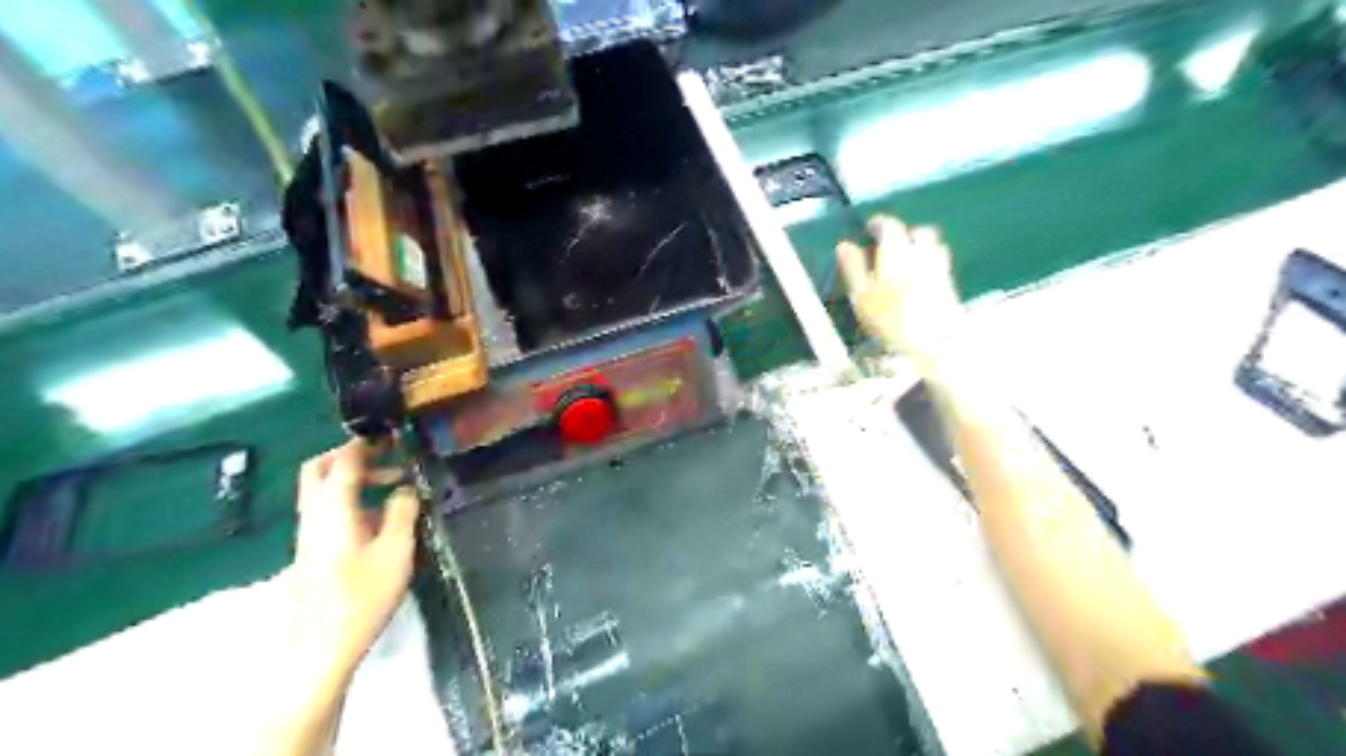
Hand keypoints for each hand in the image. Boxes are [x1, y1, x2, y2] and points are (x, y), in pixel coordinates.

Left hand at [287, 438, 418, 685]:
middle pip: (320, 469)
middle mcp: (314, 514)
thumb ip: (402, 512)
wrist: (320, 646)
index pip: (344, 460)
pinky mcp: (313, 551)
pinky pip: (330, 511)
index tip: (392, 434)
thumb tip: (405, 489)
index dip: (366, 443)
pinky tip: (382, 519)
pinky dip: (353, 500)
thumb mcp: (396, 550)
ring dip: (355, 479)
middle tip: (386, 455)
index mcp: (333, 507)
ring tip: (395, 487)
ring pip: (324, 491)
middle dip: (351, 455)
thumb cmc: (362, 594)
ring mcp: (310, 533)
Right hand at [839, 213, 961, 368]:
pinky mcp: (952, 287)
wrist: (936, 345)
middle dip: (905, 234)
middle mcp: (924, 253)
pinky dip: (930, 265)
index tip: (869, 229)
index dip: (878, 224)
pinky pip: (941, 265)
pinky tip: (919, 282)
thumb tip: (844, 245)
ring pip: (934, 247)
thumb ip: (853, 267)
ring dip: (920, 248)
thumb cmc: (890, 320)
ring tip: (906, 262)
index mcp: (898, 251)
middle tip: (890, 246)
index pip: (890, 225)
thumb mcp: (861, 295)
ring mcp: (942, 269)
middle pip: (919, 232)